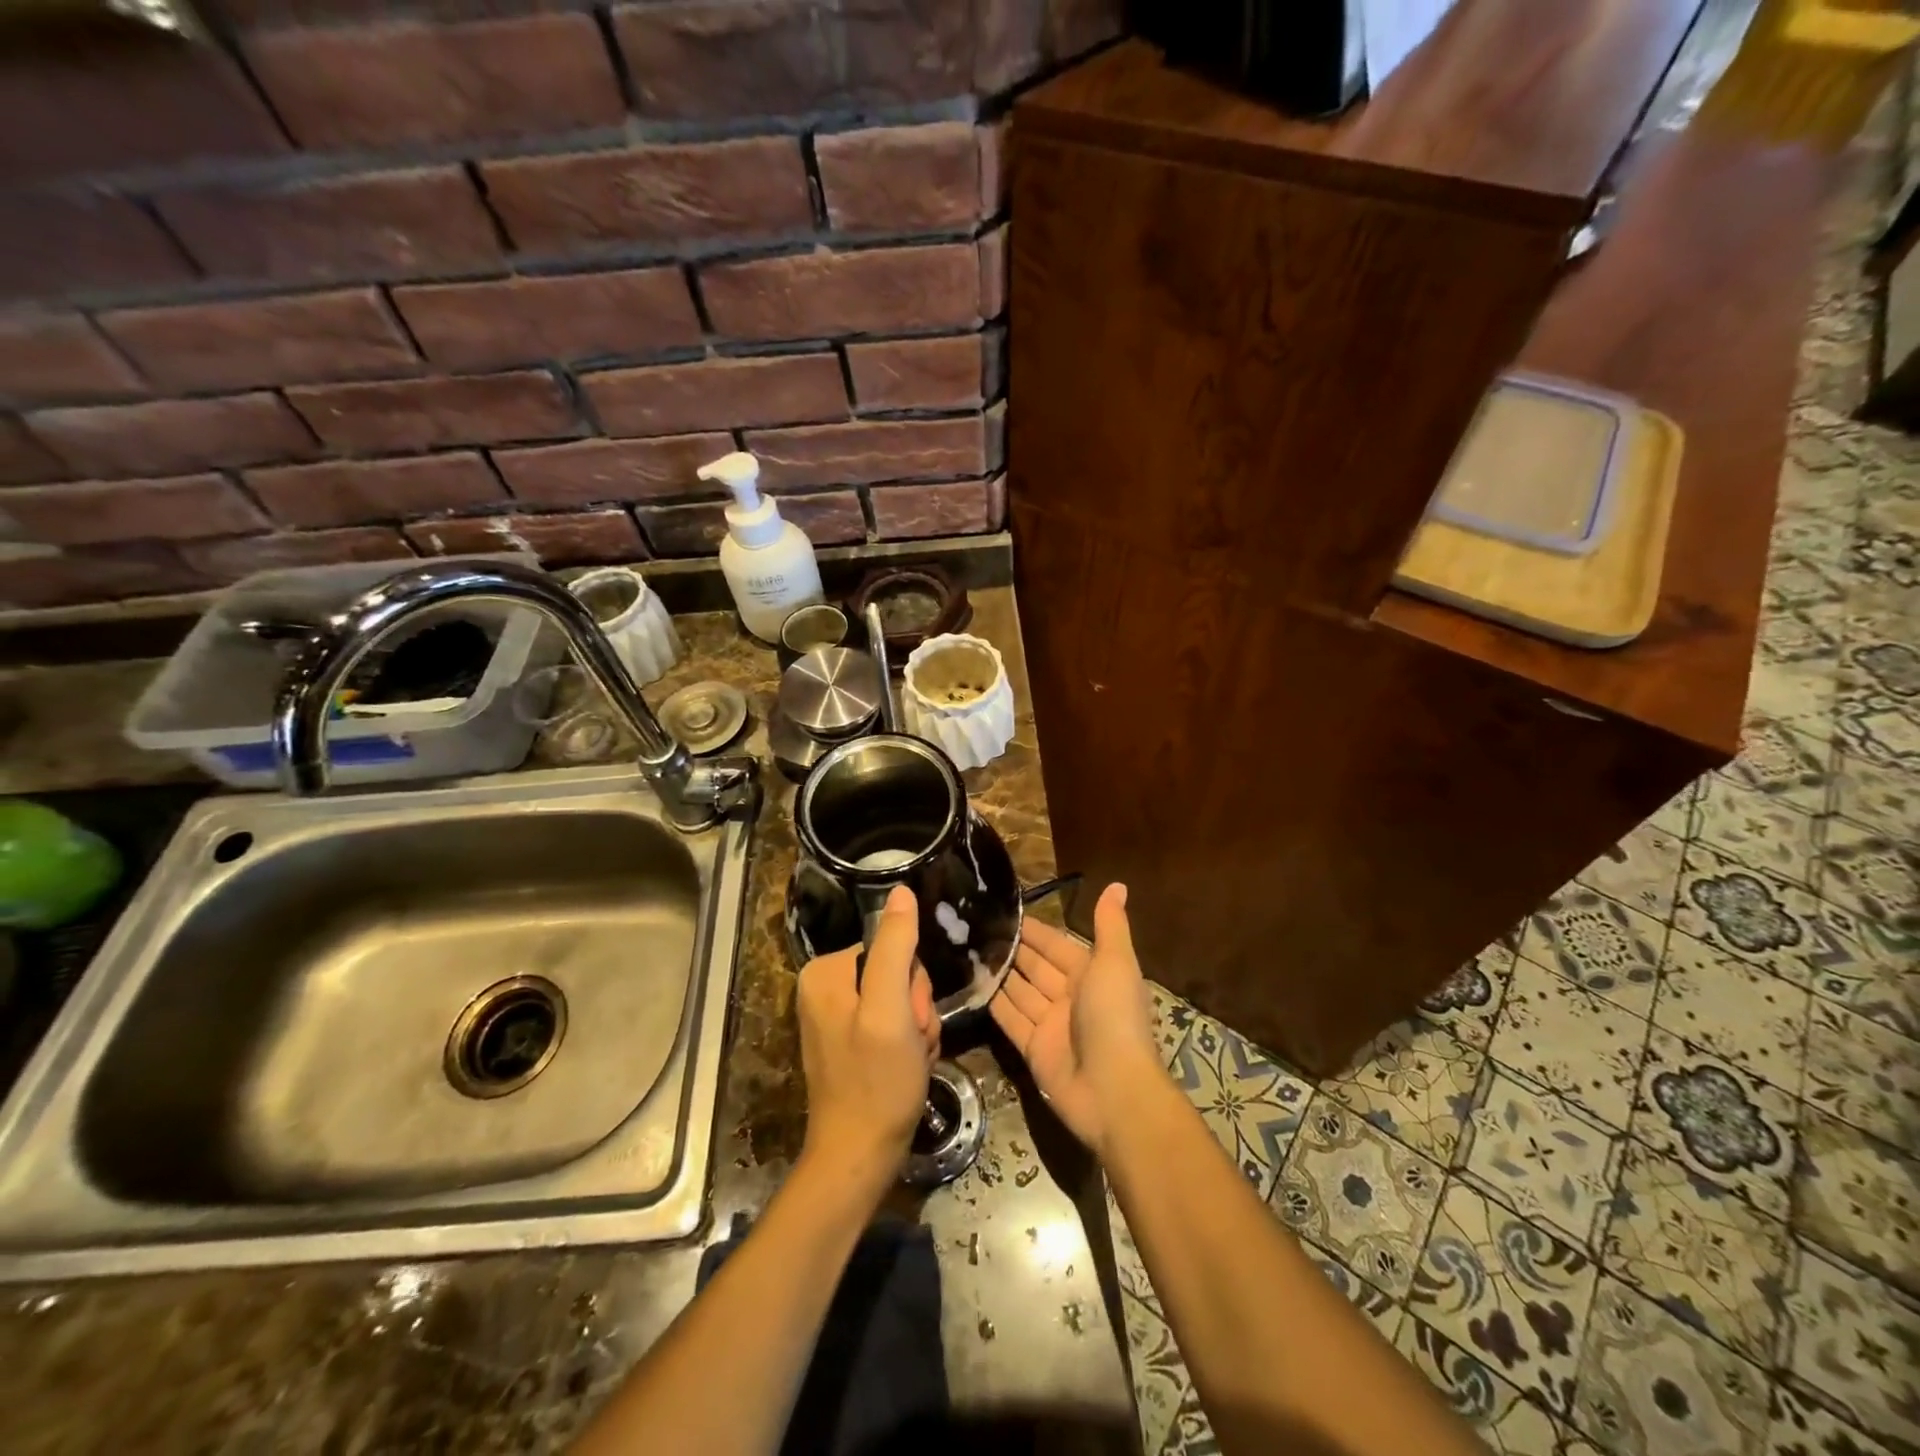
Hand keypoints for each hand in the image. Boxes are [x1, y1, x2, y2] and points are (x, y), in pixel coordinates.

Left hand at [796, 886, 939, 1201]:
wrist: (860, 1157)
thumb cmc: (876, 1083)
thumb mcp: (890, 1009)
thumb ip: (895, 947)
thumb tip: (901, 890)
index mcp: (826, 971)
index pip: (893, 947)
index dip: (914, 984)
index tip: (910, 1021)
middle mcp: (826, 986)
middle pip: (899, 972)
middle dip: (916, 1009)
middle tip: (910, 1043)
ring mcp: (838, 1014)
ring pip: (903, 998)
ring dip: (917, 1029)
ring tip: (909, 1058)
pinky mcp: (852, 1038)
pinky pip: (895, 1022)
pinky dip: (909, 1044)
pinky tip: (906, 1066)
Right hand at [991, 882, 1161, 1158]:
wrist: (1112, 1089)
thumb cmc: (1114, 1016)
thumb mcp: (1115, 962)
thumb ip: (1109, 925)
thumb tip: (1117, 884)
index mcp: (1092, 974)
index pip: (1057, 945)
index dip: (1035, 930)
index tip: (1005, 910)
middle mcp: (1070, 996)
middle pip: (1036, 966)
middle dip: (1013, 947)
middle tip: (977, 926)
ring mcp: (1050, 1024)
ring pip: (1020, 991)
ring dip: (1000, 972)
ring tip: (968, 948)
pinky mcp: (1032, 1049)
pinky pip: (1010, 1019)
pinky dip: (994, 1003)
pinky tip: (973, 983)